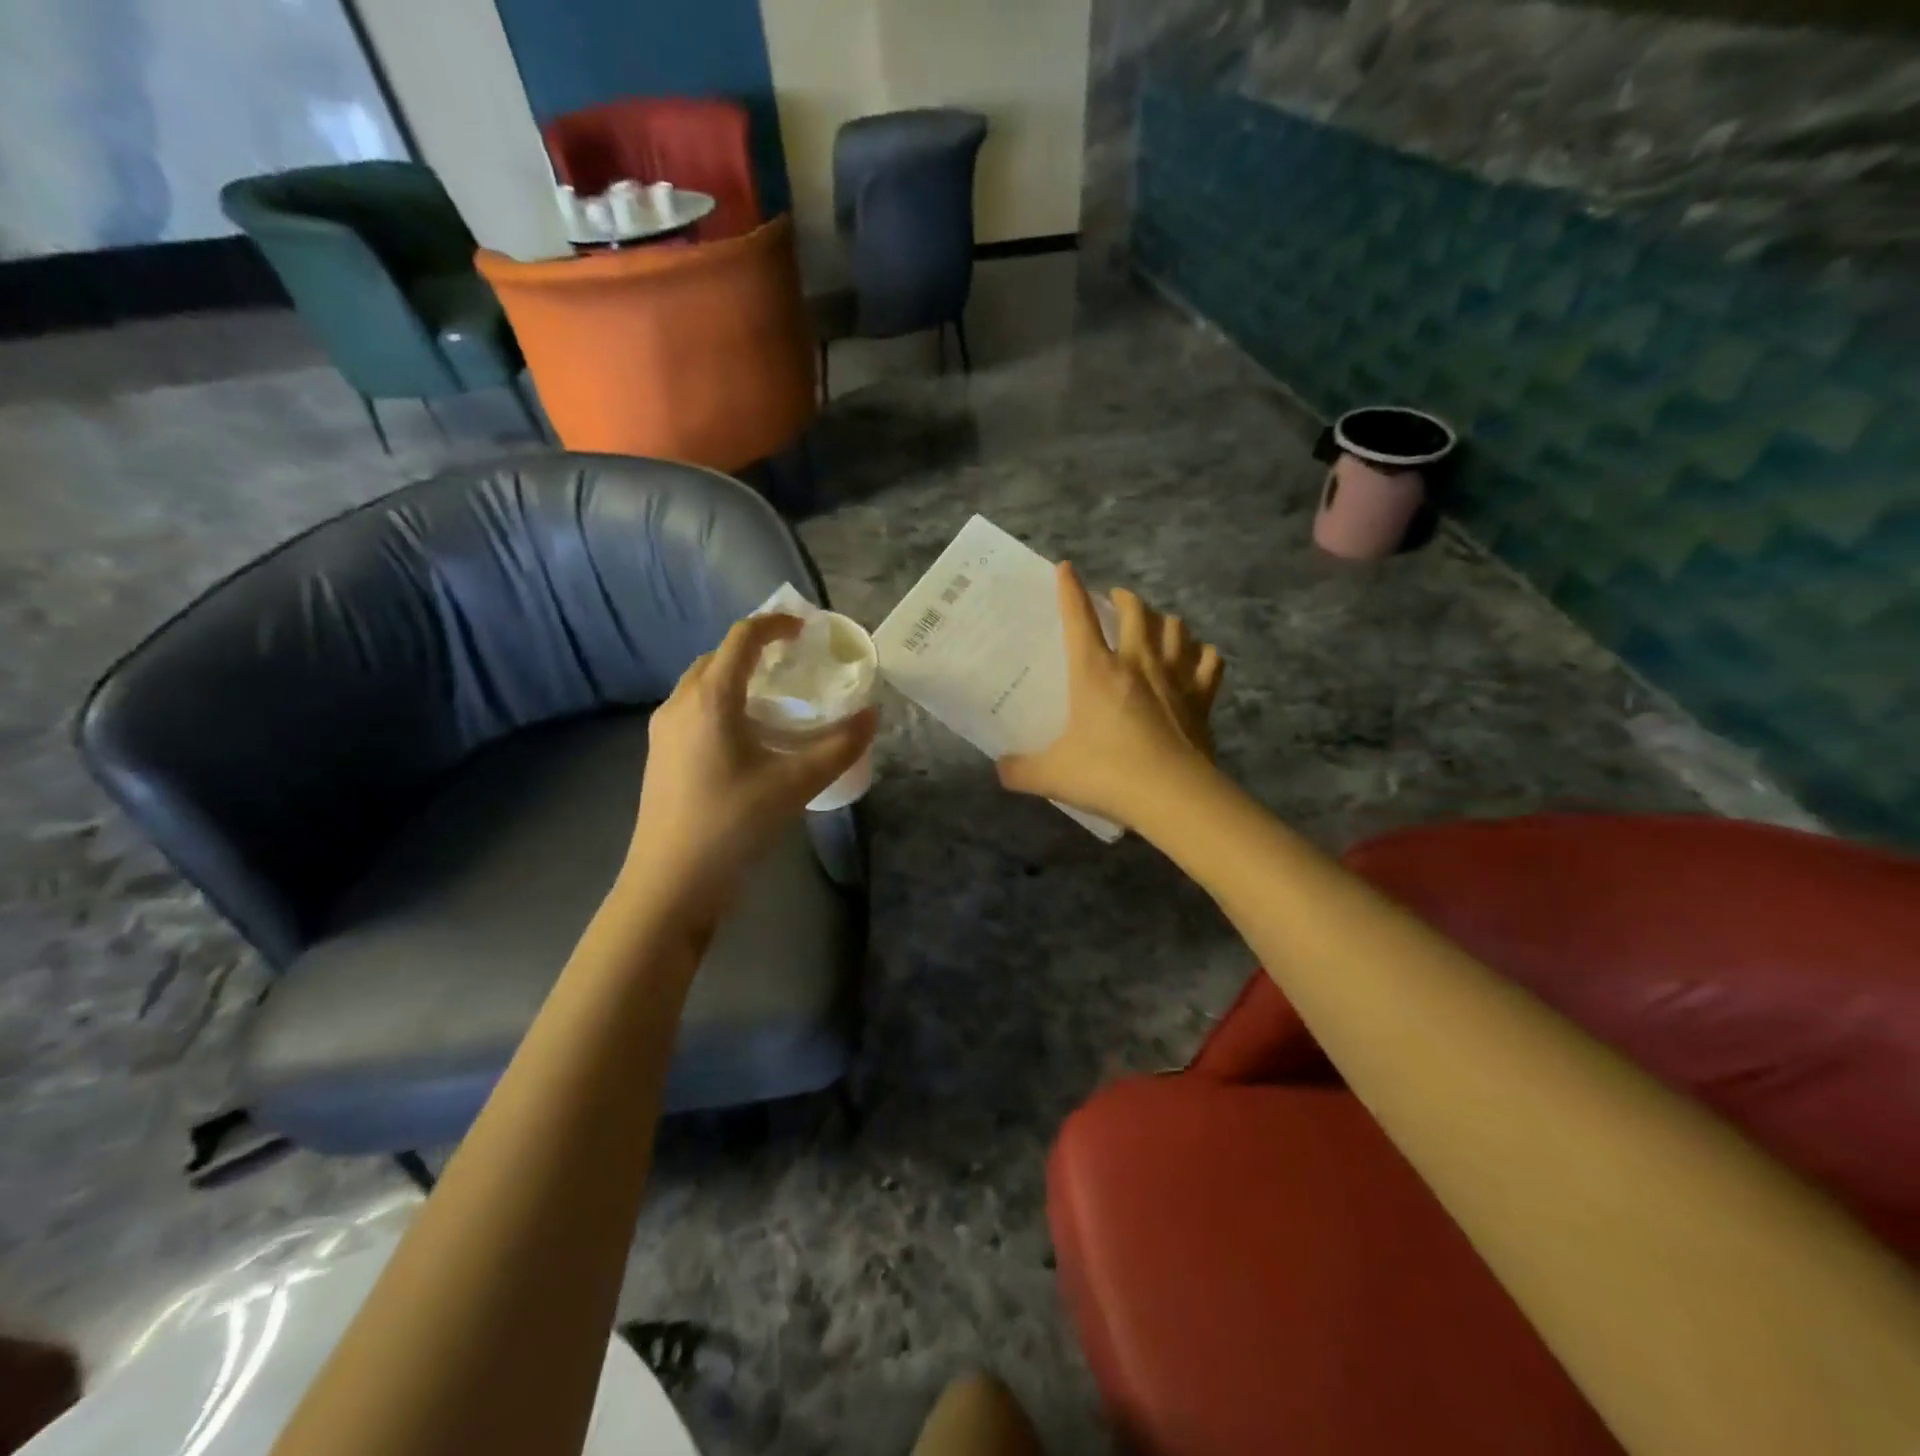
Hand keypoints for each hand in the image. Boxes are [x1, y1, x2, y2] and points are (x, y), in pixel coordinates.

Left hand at [625, 614, 876, 930]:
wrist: (670, 882)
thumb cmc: (732, 824)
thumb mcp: (795, 784)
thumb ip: (839, 747)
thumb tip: (872, 716)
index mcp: (710, 699)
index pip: (741, 638)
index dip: (774, 624)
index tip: (805, 629)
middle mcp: (680, 704)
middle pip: (718, 658)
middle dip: (755, 651)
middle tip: (793, 665)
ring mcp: (664, 731)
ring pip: (702, 684)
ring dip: (737, 679)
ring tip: (775, 699)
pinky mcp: (660, 755)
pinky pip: (693, 709)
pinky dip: (723, 704)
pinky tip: (747, 737)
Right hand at [997, 562, 1223, 829]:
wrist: (1172, 796)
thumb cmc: (1107, 775)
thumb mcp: (1051, 775)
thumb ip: (1020, 770)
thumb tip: (1001, 767)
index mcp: (1095, 671)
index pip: (1079, 617)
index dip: (1070, 589)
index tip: (1066, 568)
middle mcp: (1137, 663)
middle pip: (1137, 610)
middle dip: (1125, 598)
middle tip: (1117, 600)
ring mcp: (1175, 677)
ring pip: (1176, 628)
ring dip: (1164, 620)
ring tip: (1156, 626)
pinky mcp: (1202, 698)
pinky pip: (1210, 661)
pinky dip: (1203, 654)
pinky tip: (1198, 657)